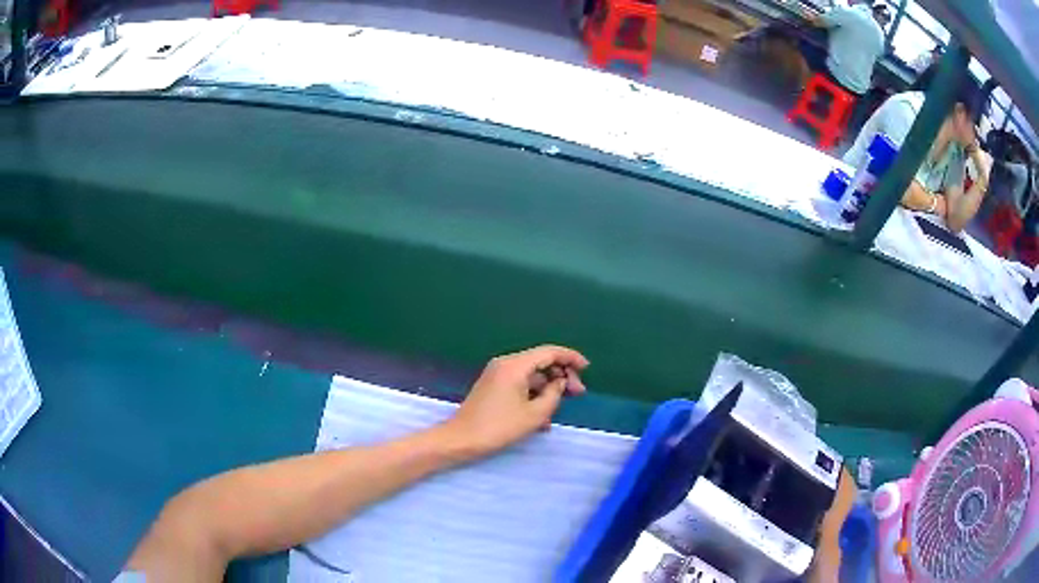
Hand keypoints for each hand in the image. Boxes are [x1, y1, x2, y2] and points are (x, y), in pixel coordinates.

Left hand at [441, 345, 588, 459]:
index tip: (587, 368)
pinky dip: (534, 394)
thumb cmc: (499, 427)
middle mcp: (505, 364)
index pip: (549, 352)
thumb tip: (560, 383)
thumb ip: (554, 394)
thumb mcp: (534, 414)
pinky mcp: (493, 387)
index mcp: (515, 365)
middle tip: (578, 393)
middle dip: (562, 375)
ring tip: (561, 408)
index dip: (570, 358)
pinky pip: (520, 384)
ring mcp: (497, 374)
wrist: (461, 439)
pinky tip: (543, 416)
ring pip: (531, 375)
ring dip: (548, 388)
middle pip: (541, 361)